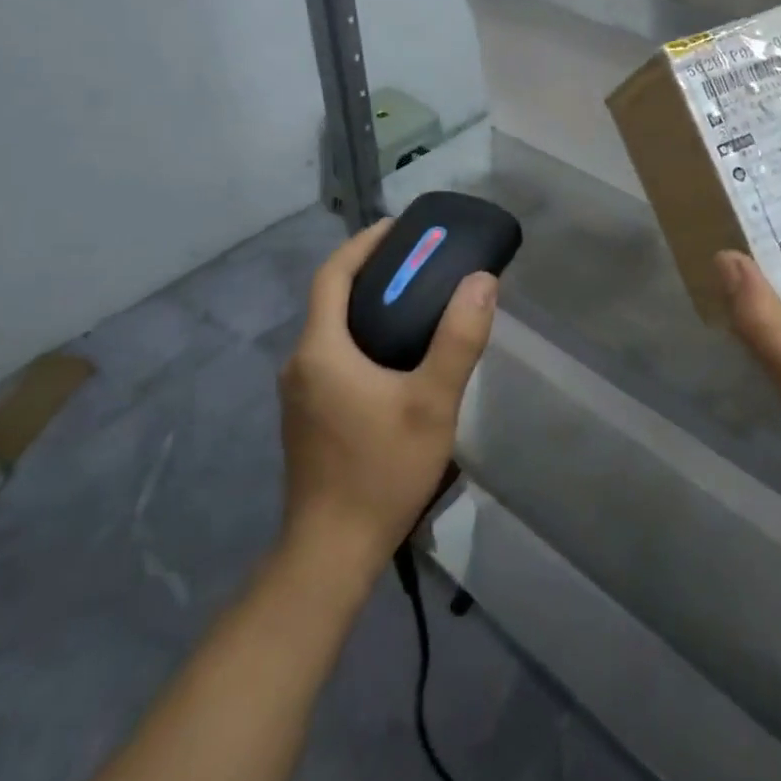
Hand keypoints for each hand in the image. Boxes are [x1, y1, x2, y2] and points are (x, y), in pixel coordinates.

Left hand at [278, 220, 497, 573]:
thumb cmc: (381, 470)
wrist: (330, 553)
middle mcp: (300, 363)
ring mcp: (299, 394)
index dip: (363, 244)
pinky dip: (362, 337)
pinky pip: (334, 356)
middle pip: (332, 299)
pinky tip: (397, 355)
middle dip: (372, 271)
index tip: (399, 226)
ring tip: (416, 300)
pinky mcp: (307, 417)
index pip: (333, 274)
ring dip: (368, 305)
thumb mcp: (432, 402)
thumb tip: (481, 280)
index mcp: (321, 350)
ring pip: (332, 330)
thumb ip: (458, 339)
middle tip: (420, 261)